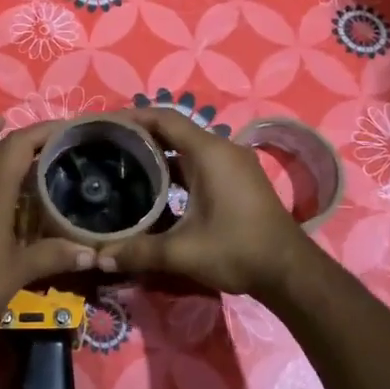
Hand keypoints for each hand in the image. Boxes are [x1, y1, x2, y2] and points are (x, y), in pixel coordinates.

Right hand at [107, 109, 314, 300]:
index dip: (132, 117)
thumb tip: (99, 258)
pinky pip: (200, 161)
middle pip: (174, 129)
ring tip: (124, 165)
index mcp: (208, 152)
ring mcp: (232, 163)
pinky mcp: (238, 179)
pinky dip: (176, 166)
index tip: (104, 125)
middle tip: (106, 146)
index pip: (163, 118)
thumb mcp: (183, 252)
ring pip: (187, 147)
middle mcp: (221, 149)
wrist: (290, 271)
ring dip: (158, 152)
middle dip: (140, 135)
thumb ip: (139, 251)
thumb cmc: (237, 250)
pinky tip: (155, 187)